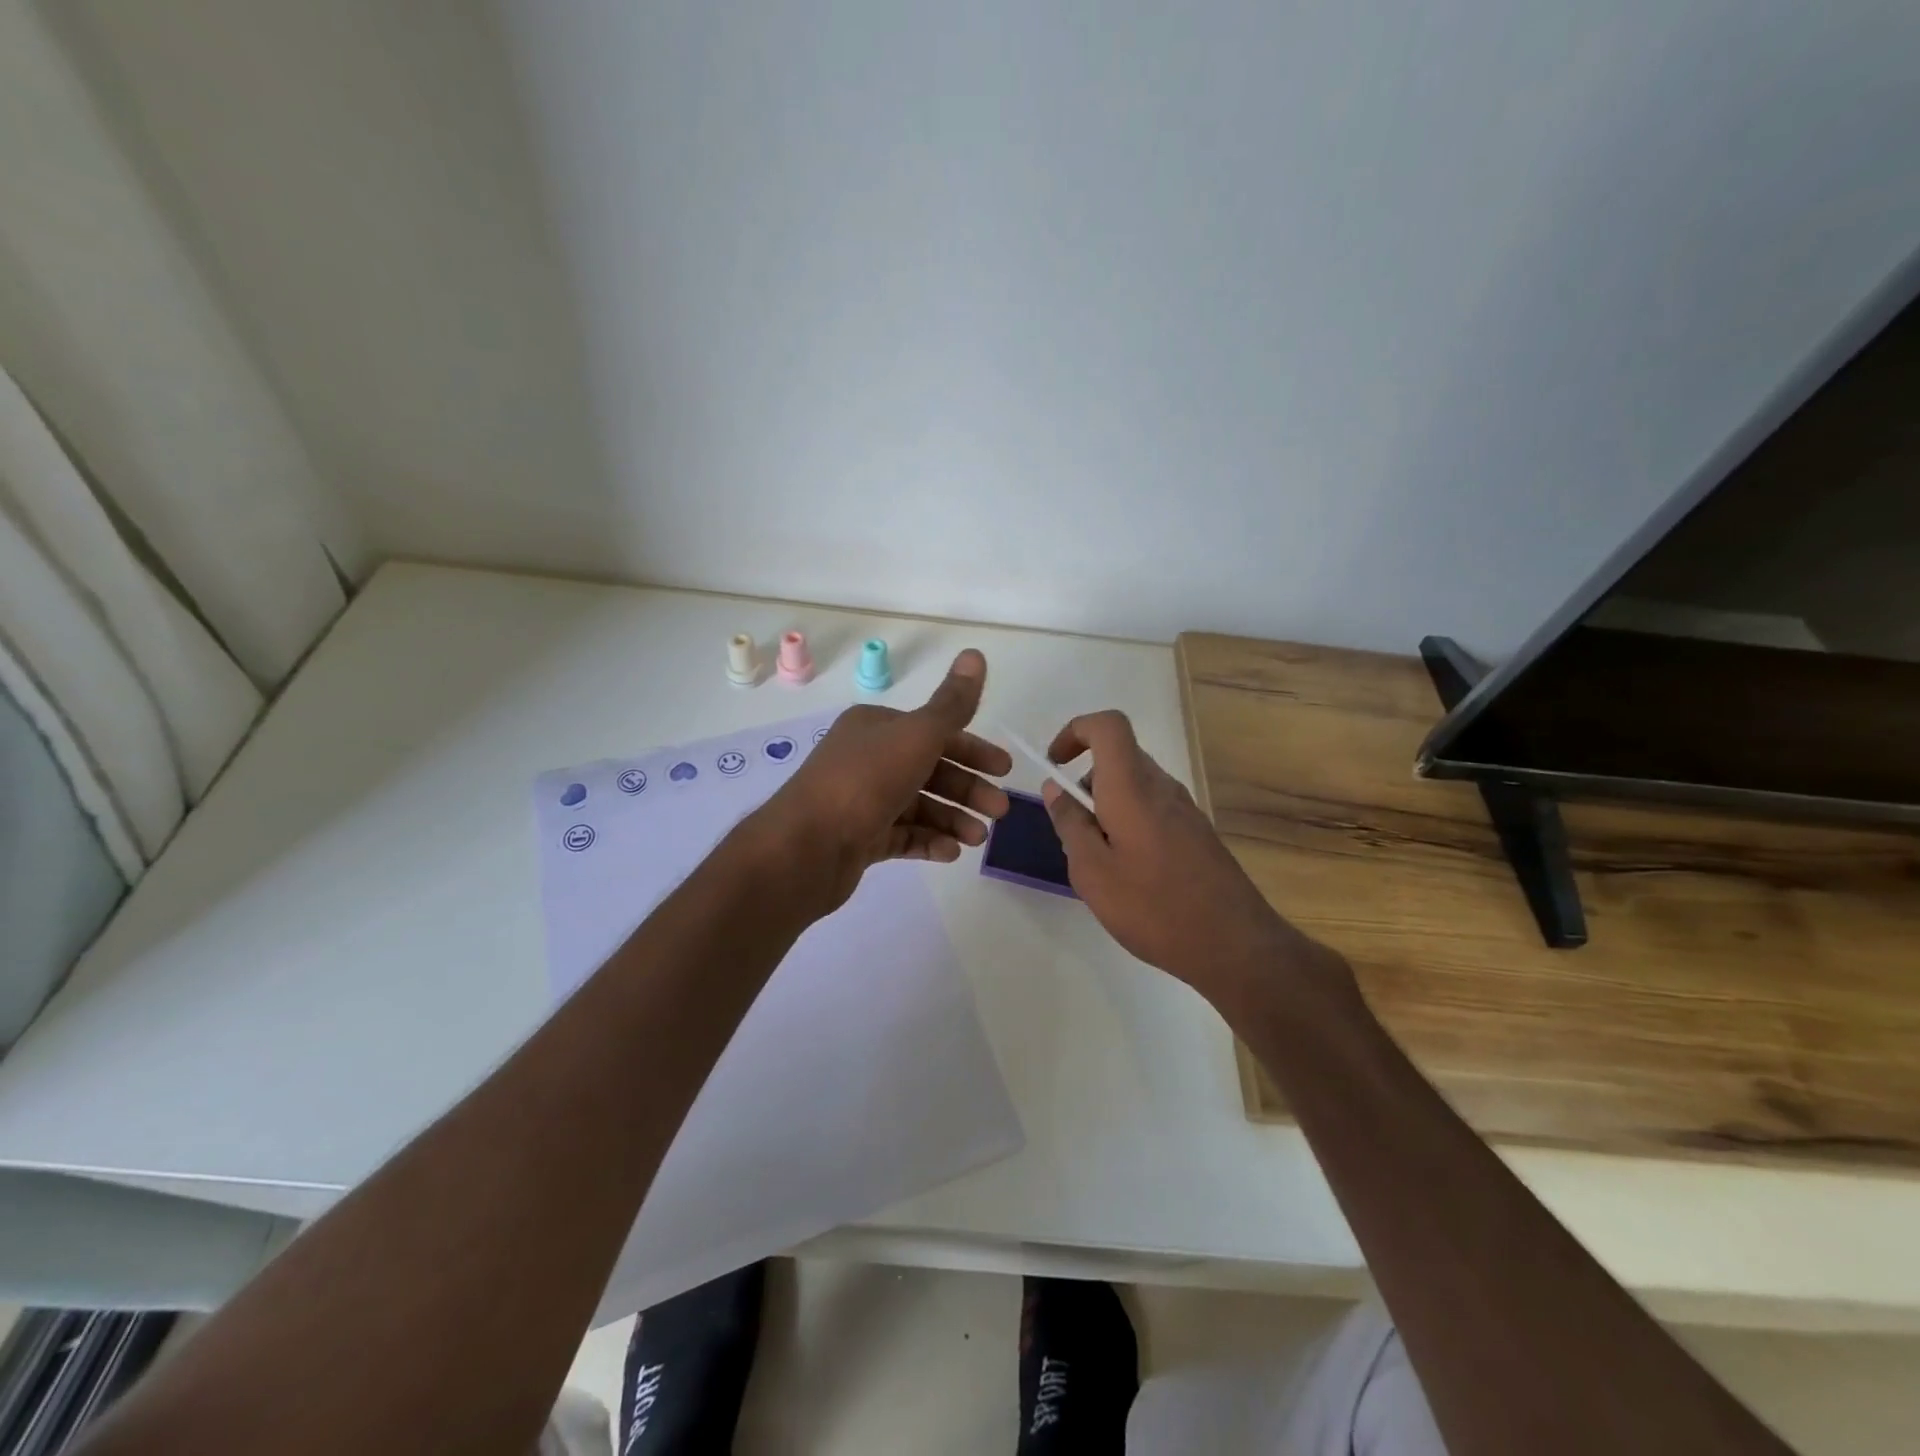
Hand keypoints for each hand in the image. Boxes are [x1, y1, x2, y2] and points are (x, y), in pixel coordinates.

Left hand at [751, 649, 1011, 912]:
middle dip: (968, 788)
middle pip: (930, 769)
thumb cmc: (865, 781)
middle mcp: (868, 759)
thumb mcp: (917, 735)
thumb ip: (952, 703)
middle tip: (1000, 811)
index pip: (935, 732)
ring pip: (919, 805)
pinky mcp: (859, 838)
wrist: (805, 847)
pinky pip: (902, 835)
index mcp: (877, 727)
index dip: (973, 749)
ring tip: (978, 838)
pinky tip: (951, 853)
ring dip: (953, 818)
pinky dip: (929, 841)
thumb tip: (976, 653)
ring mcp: (862, 801)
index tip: (1004, 769)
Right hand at [1040, 710, 1339, 1013]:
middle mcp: (1162, 787)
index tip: (1054, 765)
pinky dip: (1129, 824)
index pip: (1108, 726)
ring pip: (1135, 786)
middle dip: (1086, 783)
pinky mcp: (1198, 834)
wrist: (1234, 946)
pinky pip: (1153, 809)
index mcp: (1133, 787)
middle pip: (1119, 758)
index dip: (1076, 731)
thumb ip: (1070, 824)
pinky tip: (1130, 874)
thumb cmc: (1153, 907)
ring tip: (1099, 862)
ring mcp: (1185, 810)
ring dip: (1107, 807)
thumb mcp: (1092, 871)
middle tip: (1073, 832)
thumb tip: (1055, 789)